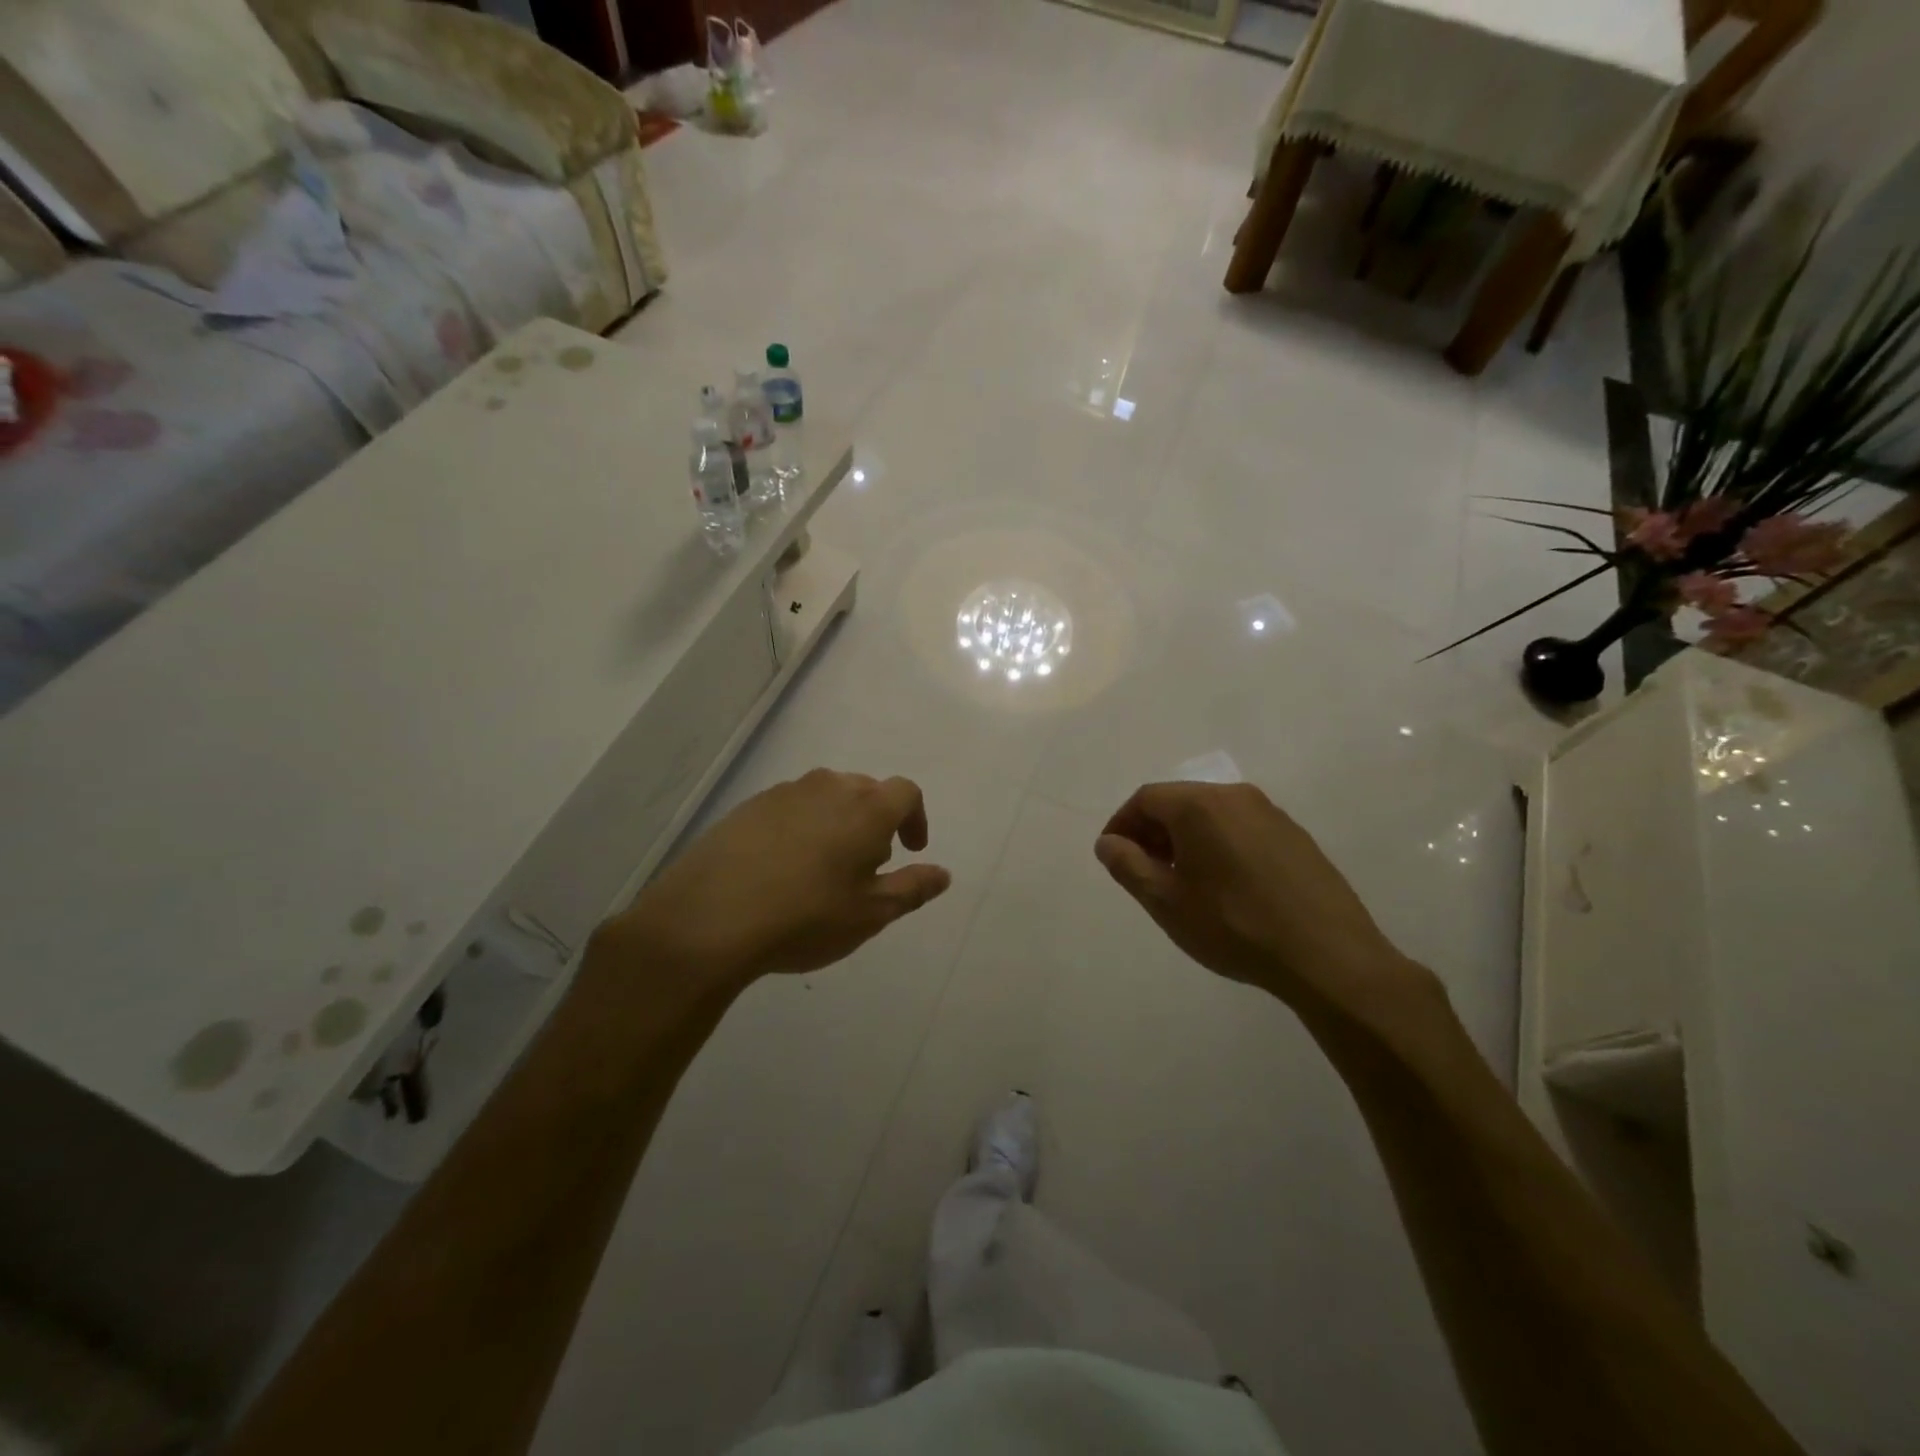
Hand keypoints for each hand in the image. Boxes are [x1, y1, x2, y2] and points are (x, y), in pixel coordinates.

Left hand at [610, 769, 951, 988]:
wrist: (708, 918)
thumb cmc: (805, 916)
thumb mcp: (870, 914)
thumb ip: (912, 889)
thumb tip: (942, 874)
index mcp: (866, 808)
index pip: (906, 793)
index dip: (915, 819)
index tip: (910, 850)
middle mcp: (828, 788)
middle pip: (865, 791)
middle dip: (875, 822)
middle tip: (866, 866)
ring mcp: (784, 793)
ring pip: (825, 797)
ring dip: (837, 823)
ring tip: (824, 868)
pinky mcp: (748, 806)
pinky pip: (790, 807)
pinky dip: (800, 827)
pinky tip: (782, 868)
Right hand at [1094, 782, 1429, 1018]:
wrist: (1328, 956)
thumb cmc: (1234, 925)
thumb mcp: (1166, 901)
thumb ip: (1128, 865)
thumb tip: (1108, 842)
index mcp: (1200, 805)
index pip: (1146, 799)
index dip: (1122, 824)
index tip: (1113, 856)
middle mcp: (1236, 796)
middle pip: (1180, 802)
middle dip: (1153, 832)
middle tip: (1143, 871)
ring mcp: (1272, 814)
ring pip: (1212, 816)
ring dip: (1186, 840)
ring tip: (1182, 882)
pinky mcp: (1296, 837)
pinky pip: (1242, 830)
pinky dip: (1219, 846)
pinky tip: (1225, 887)